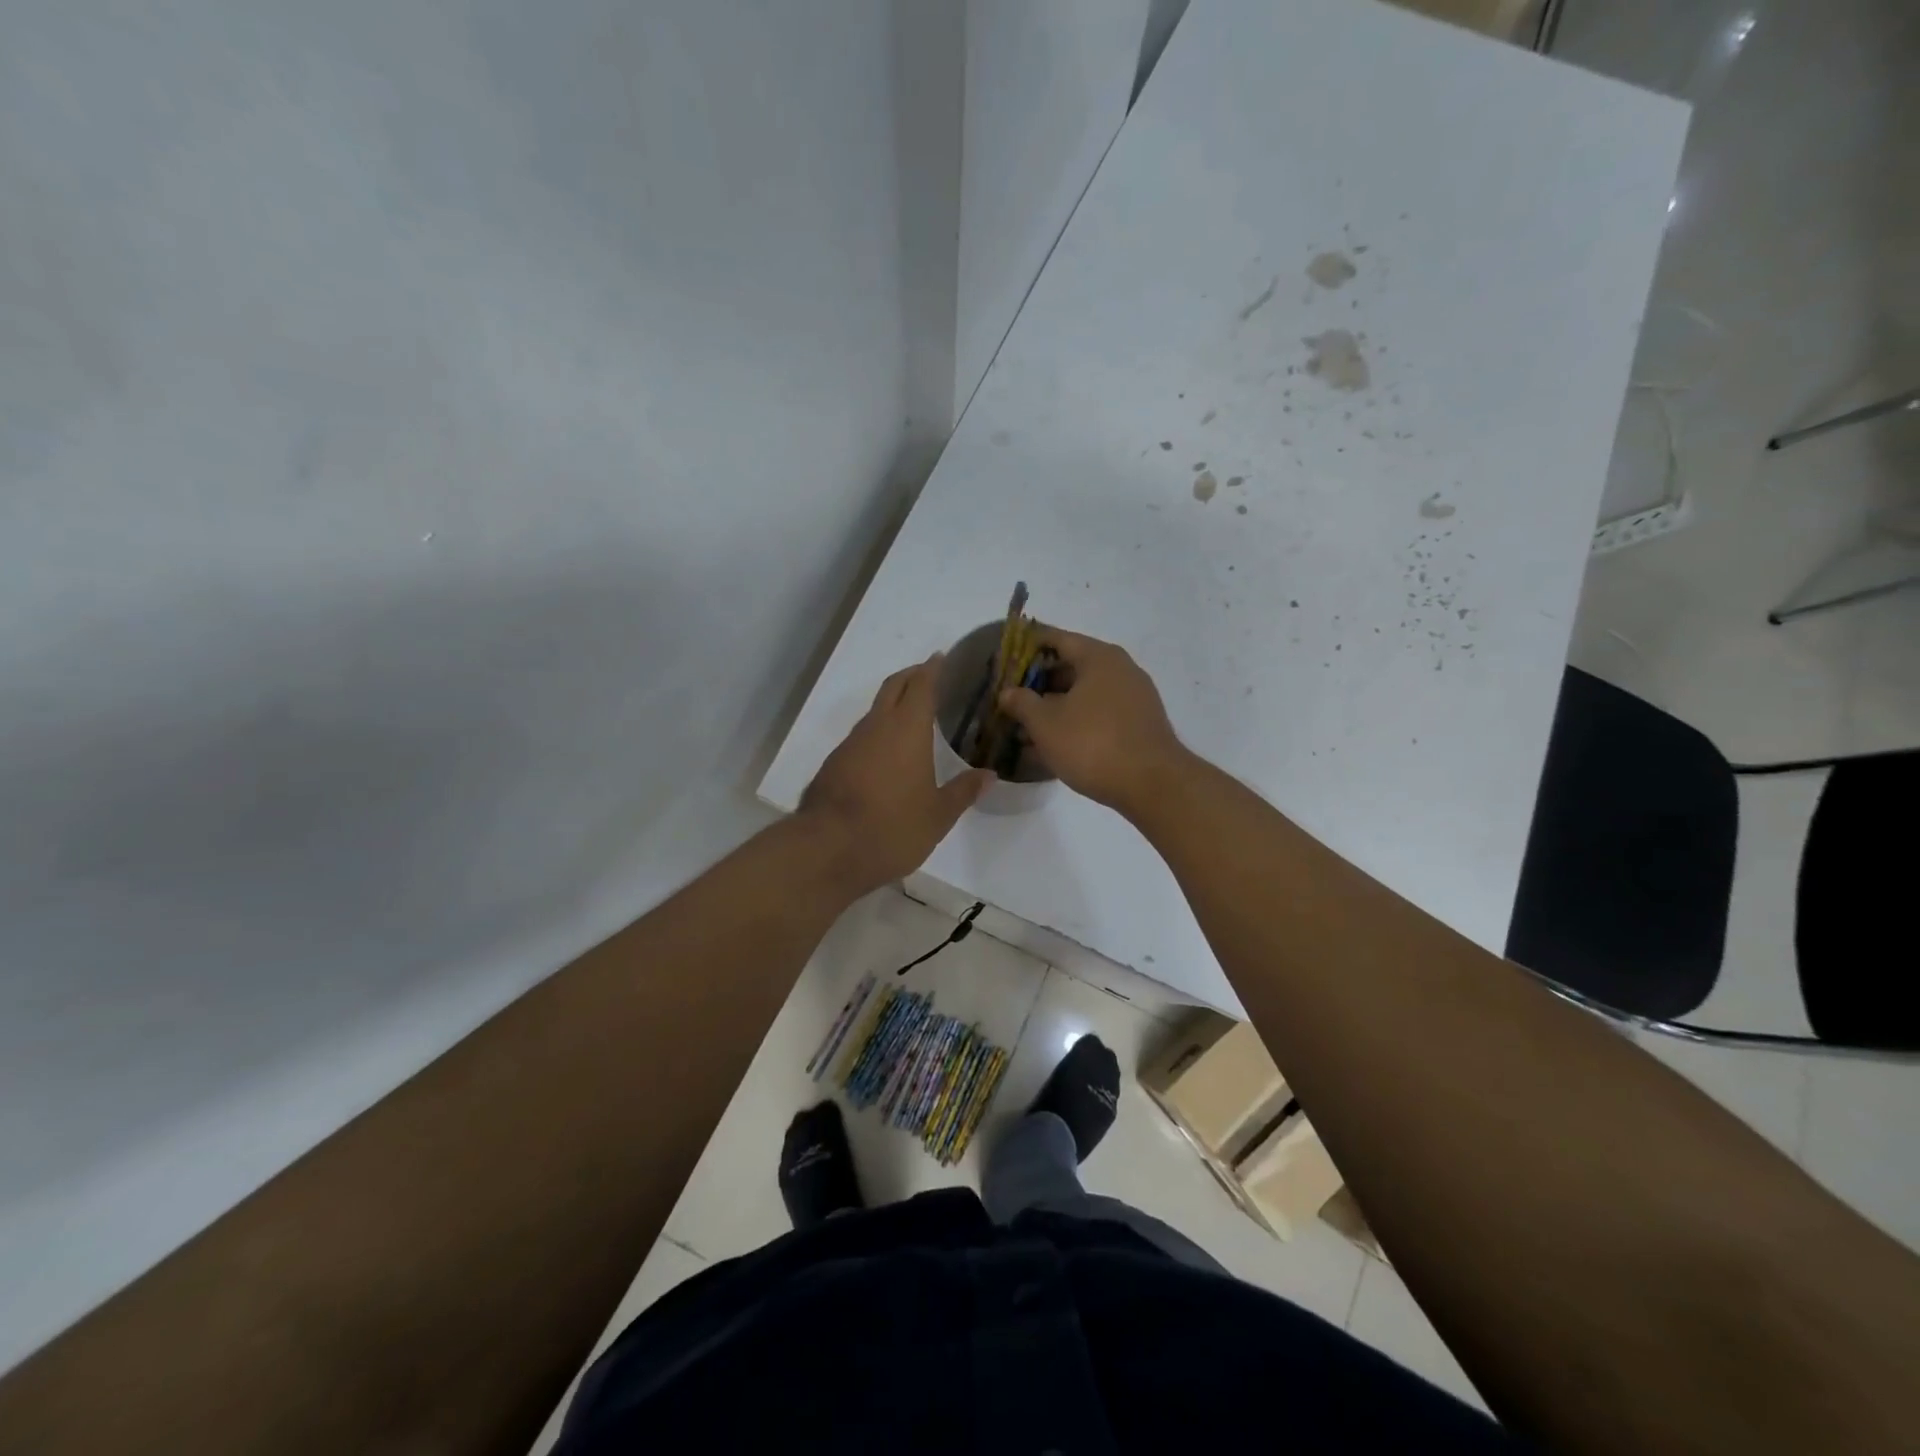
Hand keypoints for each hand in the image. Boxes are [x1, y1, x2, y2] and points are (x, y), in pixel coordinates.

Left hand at [799, 654, 991, 896]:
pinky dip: (878, 731)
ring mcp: (851, 743)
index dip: (932, 669)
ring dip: (892, 704)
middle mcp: (877, 727)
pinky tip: (887, 752)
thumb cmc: (892, 827)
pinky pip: (862, 735)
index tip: (941, 657)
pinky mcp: (834, 763)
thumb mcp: (938, 815)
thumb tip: (988, 775)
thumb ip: (963, 791)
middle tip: (928, 675)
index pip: (921, 685)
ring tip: (912, 716)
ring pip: (875, 711)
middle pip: (893, 687)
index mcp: (907, 730)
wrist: (828, 849)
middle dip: (911, 676)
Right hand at [997, 627, 1187, 816]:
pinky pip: (1099, 713)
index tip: (1005, 659)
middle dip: (1039, 683)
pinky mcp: (1138, 724)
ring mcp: (1134, 697)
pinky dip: (1075, 721)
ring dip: (1055, 706)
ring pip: (1084, 694)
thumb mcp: (1046, 724)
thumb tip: (1008, 692)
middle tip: (1011, 698)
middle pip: (1071, 666)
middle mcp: (1120, 669)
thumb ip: (1022, 703)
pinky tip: (1055, 744)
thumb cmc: (1093, 744)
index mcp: (1098, 657)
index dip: (1028, 646)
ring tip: (1027, 726)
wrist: (1153, 785)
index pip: (1056, 639)